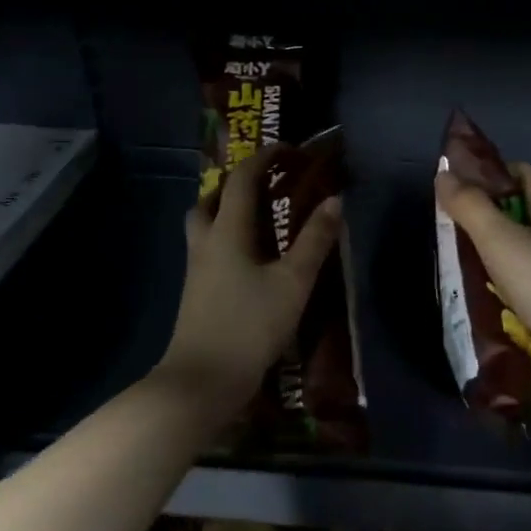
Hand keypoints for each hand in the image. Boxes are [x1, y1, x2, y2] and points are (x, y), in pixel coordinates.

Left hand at [158, 144, 341, 402]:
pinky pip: (210, 247)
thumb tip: (334, 200)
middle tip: (269, 183)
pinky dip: (229, 236)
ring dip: (228, 209)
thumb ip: (315, 240)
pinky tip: (252, 257)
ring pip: (206, 224)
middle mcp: (206, 242)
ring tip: (261, 217)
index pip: (241, 179)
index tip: (289, 150)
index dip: (264, 158)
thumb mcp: (293, 282)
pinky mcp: (196, 291)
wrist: (202, 381)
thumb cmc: (250, 326)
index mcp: (227, 231)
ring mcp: (197, 268)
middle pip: (212, 198)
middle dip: (238, 183)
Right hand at [435, 164, 530, 409]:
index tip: (458, 182)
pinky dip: (499, 291)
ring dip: (488, 257)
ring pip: (519, 254)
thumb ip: (471, 207)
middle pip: (519, 214)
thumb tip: (444, 175)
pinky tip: (475, 300)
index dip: (493, 172)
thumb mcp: (500, 239)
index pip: (524, 174)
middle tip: (446, 227)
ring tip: (451, 264)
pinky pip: (522, 290)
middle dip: (483, 217)